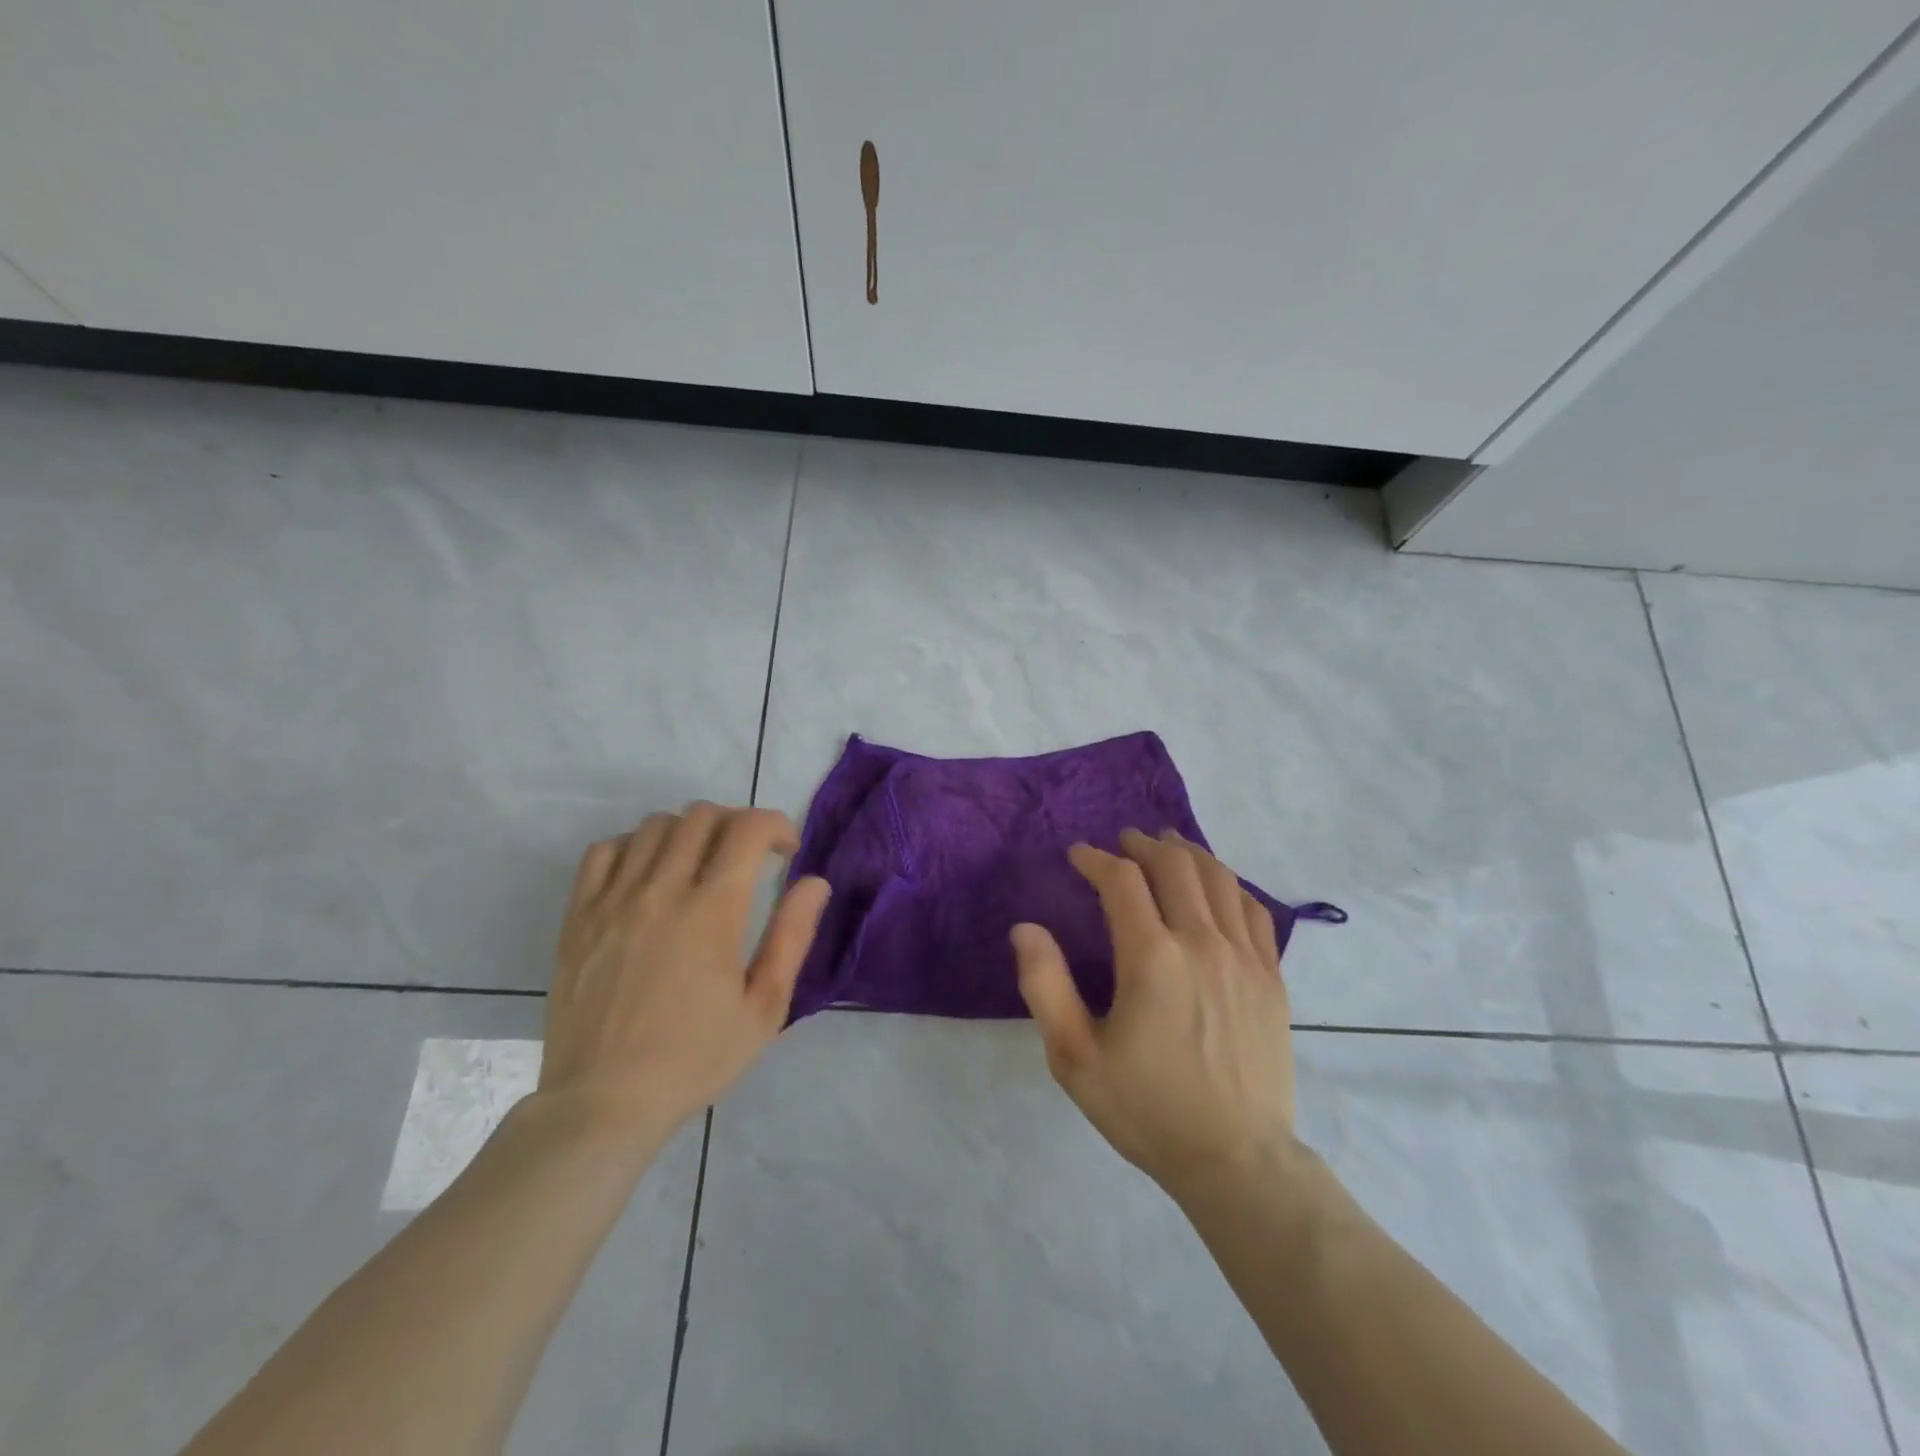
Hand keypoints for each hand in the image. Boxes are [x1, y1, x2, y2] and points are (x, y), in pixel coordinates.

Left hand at [537, 803, 830, 1143]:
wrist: (603, 1102)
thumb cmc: (695, 1058)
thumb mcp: (765, 1008)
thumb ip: (792, 937)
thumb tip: (815, 882)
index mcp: (712, 912)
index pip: (748, 829)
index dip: (776, 825)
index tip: (786, 851)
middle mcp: (661, 891)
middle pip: (701, 816)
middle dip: (737, 823)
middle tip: (748, 857)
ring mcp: (613, 900)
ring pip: (655, 825)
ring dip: (689, 832)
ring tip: (700, 864)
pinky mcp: (579, 915)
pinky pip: (605, 850)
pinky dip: (635, 847)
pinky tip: (649, 876)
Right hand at [1012, 828, 1298, 1197]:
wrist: (1236, 1160)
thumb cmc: (1146, 1109)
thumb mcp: (1074, 1057)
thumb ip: (1045, 986)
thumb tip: (1026, 928)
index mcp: (1151, 958)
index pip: (1121, 880)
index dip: (1096, 859)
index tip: (1079, 855)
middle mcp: (1201, 943)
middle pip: (1174, 866)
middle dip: (1143, 845)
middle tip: (1123, 841)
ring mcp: (1244, 958)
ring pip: (1218, 879)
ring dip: (1188, 854)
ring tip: (1167, 845)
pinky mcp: (1271, 977)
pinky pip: (1254, 910)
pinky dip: (1230, 884)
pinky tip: (1217, 885)